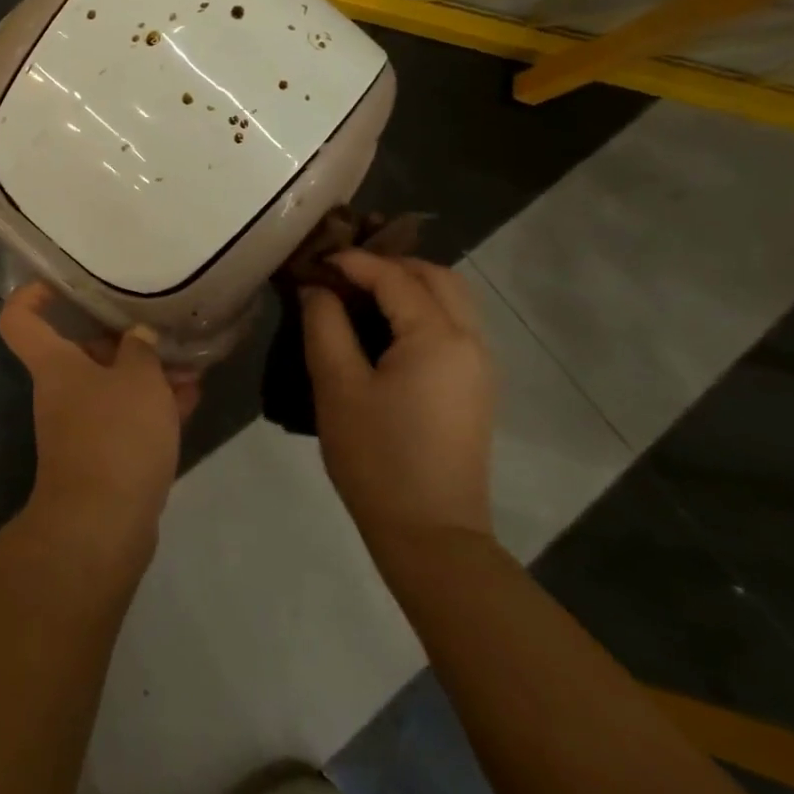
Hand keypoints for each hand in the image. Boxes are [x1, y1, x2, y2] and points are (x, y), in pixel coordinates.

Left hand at [0, 284, 196, 558]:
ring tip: (190, 364)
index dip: (30, 294)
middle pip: (81, 351)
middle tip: (161, 331)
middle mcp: (61, 390)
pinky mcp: (104, 457)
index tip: (58, 283)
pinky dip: (154, 407)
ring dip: (148, 375)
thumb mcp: (138, 380)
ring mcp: (81, 426)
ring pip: (112, 386)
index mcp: (54, 364)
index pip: (19, 319)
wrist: (103, 526)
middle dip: (123, 341)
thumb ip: (141, 350)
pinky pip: (127, 418)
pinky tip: (191, 397)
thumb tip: (137, 336)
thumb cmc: (114, 435)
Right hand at [300, 251, 494, 556]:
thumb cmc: (377, 457)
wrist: (431, 534)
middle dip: (389, 264)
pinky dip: (421, 309)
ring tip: (359, 294)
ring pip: (451, 299)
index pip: (395, 276)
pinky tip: (384, 327)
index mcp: (438, 337)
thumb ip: (325, 324)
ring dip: (408, 285)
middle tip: (341, 272)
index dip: (352, 261)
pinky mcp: (475, 387)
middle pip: (437, 276)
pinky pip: (453, 325)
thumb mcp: (337, 385)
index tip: (313, 260)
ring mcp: (480, 366)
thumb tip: (317, 288)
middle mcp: (470, 341)